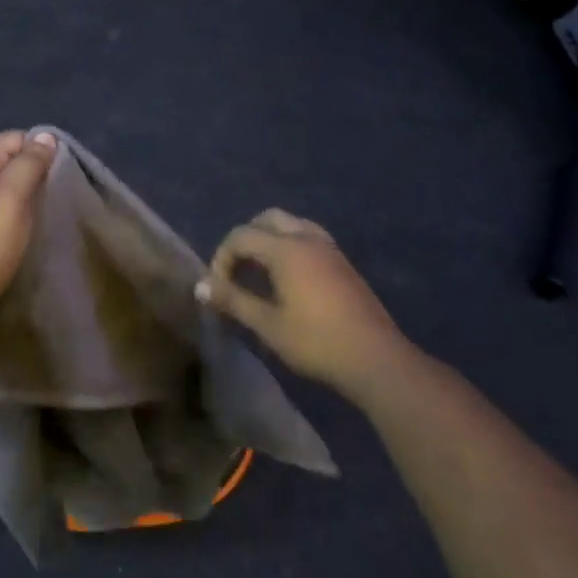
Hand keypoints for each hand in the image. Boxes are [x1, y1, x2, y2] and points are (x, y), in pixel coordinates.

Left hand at [0, 130, 58, 339]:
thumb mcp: (12, 195)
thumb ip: (29, 163)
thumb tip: (45, 136)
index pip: (14, 138)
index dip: (40, 148)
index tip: (65, 170)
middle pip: (9, 164)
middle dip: (36, 174)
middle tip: (61, 193)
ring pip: (6, 192)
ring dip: (28, 200)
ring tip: (49, 214)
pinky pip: (0, 217)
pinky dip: (17, 221)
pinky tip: (30, 234)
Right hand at [196, 209, 405, 397]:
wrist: (376, 359)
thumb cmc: (316, 342)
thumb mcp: (268, 325)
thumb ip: (233, 301)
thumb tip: (201, 286)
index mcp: (286, 249)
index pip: (241, 235)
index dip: (222, 257)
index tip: (218, 287)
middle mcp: (307, 238)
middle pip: (267, 219)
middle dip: (246, 239)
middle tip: (237, 270)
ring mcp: (329, 248)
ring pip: (291, 224)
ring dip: (269, 239)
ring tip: (260, 272)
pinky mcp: (342, 262)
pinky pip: (308, 237)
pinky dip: (289, 245)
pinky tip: (288, 278)